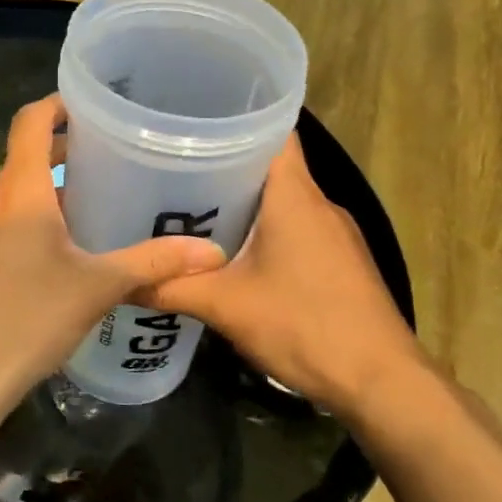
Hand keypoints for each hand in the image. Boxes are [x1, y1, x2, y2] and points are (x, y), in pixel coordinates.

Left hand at [0, 95, 226, 422]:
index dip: (57, 104)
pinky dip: (22, 215)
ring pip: (9, 191)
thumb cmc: (30, 321)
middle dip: (62, 152)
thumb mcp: (98, 288)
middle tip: (107, 159)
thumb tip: (214, 253)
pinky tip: (49, 249)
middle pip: (23, 156)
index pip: (31, 122)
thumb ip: (154, 263)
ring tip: (86, 205)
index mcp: (19, 192)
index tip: (89, 104)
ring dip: (44, 189)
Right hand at [138, 136, 424, 416]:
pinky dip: (263, 230)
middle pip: (270, 166)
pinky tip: (232, 255)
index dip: (235, 117)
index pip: (273, 130)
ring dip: (243, 202)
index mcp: (295, 196)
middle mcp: (319, 204)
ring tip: (190, 209)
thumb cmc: (305, 326)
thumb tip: (119, 281)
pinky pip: (295, 229)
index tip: (191, 121)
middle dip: (223, 165)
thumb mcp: (226, 307)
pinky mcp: (341, 262)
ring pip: (282, 200)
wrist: (383, 383)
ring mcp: (336, 234)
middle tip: (171, 169)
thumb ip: (170, 289)